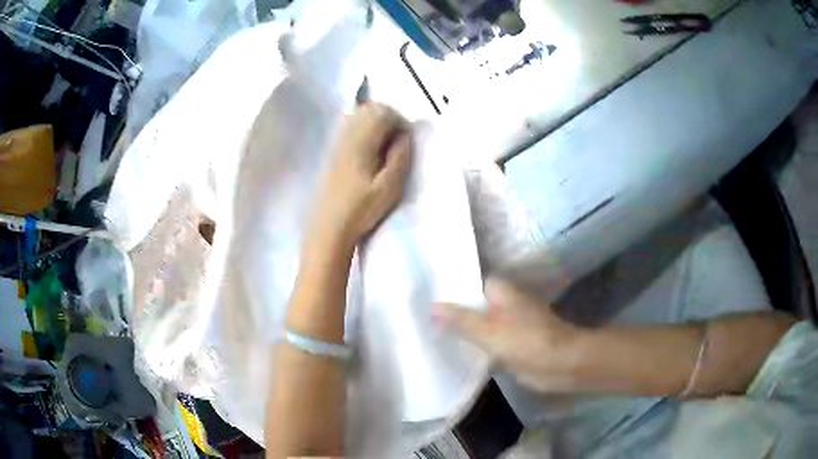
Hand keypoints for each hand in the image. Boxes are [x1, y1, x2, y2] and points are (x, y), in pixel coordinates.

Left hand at [310, 103, 412, 250]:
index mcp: (361, 142)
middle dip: (389, 119)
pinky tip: (369, 153)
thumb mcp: (389, 188)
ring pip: (359, 116)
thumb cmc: (361, 210)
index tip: (407, 143)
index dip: (400, 122)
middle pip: (369, 109)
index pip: (383, 112)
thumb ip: (400, 158)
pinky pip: (350, 127)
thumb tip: (406, 136)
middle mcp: (347, 136)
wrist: (329, 228)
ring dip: (376, 124)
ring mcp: (337, 143)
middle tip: (398, 143)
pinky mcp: (333, 153)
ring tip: (385, 148)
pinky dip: (364, 131)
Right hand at [436, 278, 584, 392]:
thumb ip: (460, 319)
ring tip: (430, 334)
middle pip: (474, 306)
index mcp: (501, 292)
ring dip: (463, 332)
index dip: (450, 290)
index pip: (470, 284)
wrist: (560, 364)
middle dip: (453, 313)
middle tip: (422, 318)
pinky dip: (474, 348)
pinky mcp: (512, 346)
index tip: (426, 296)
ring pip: (480, 326)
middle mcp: (505, 305)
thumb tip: (432, 306)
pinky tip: (453, 353)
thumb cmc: (526, 341)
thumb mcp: (488, 330)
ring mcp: (509, 326)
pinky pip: (488, 343)